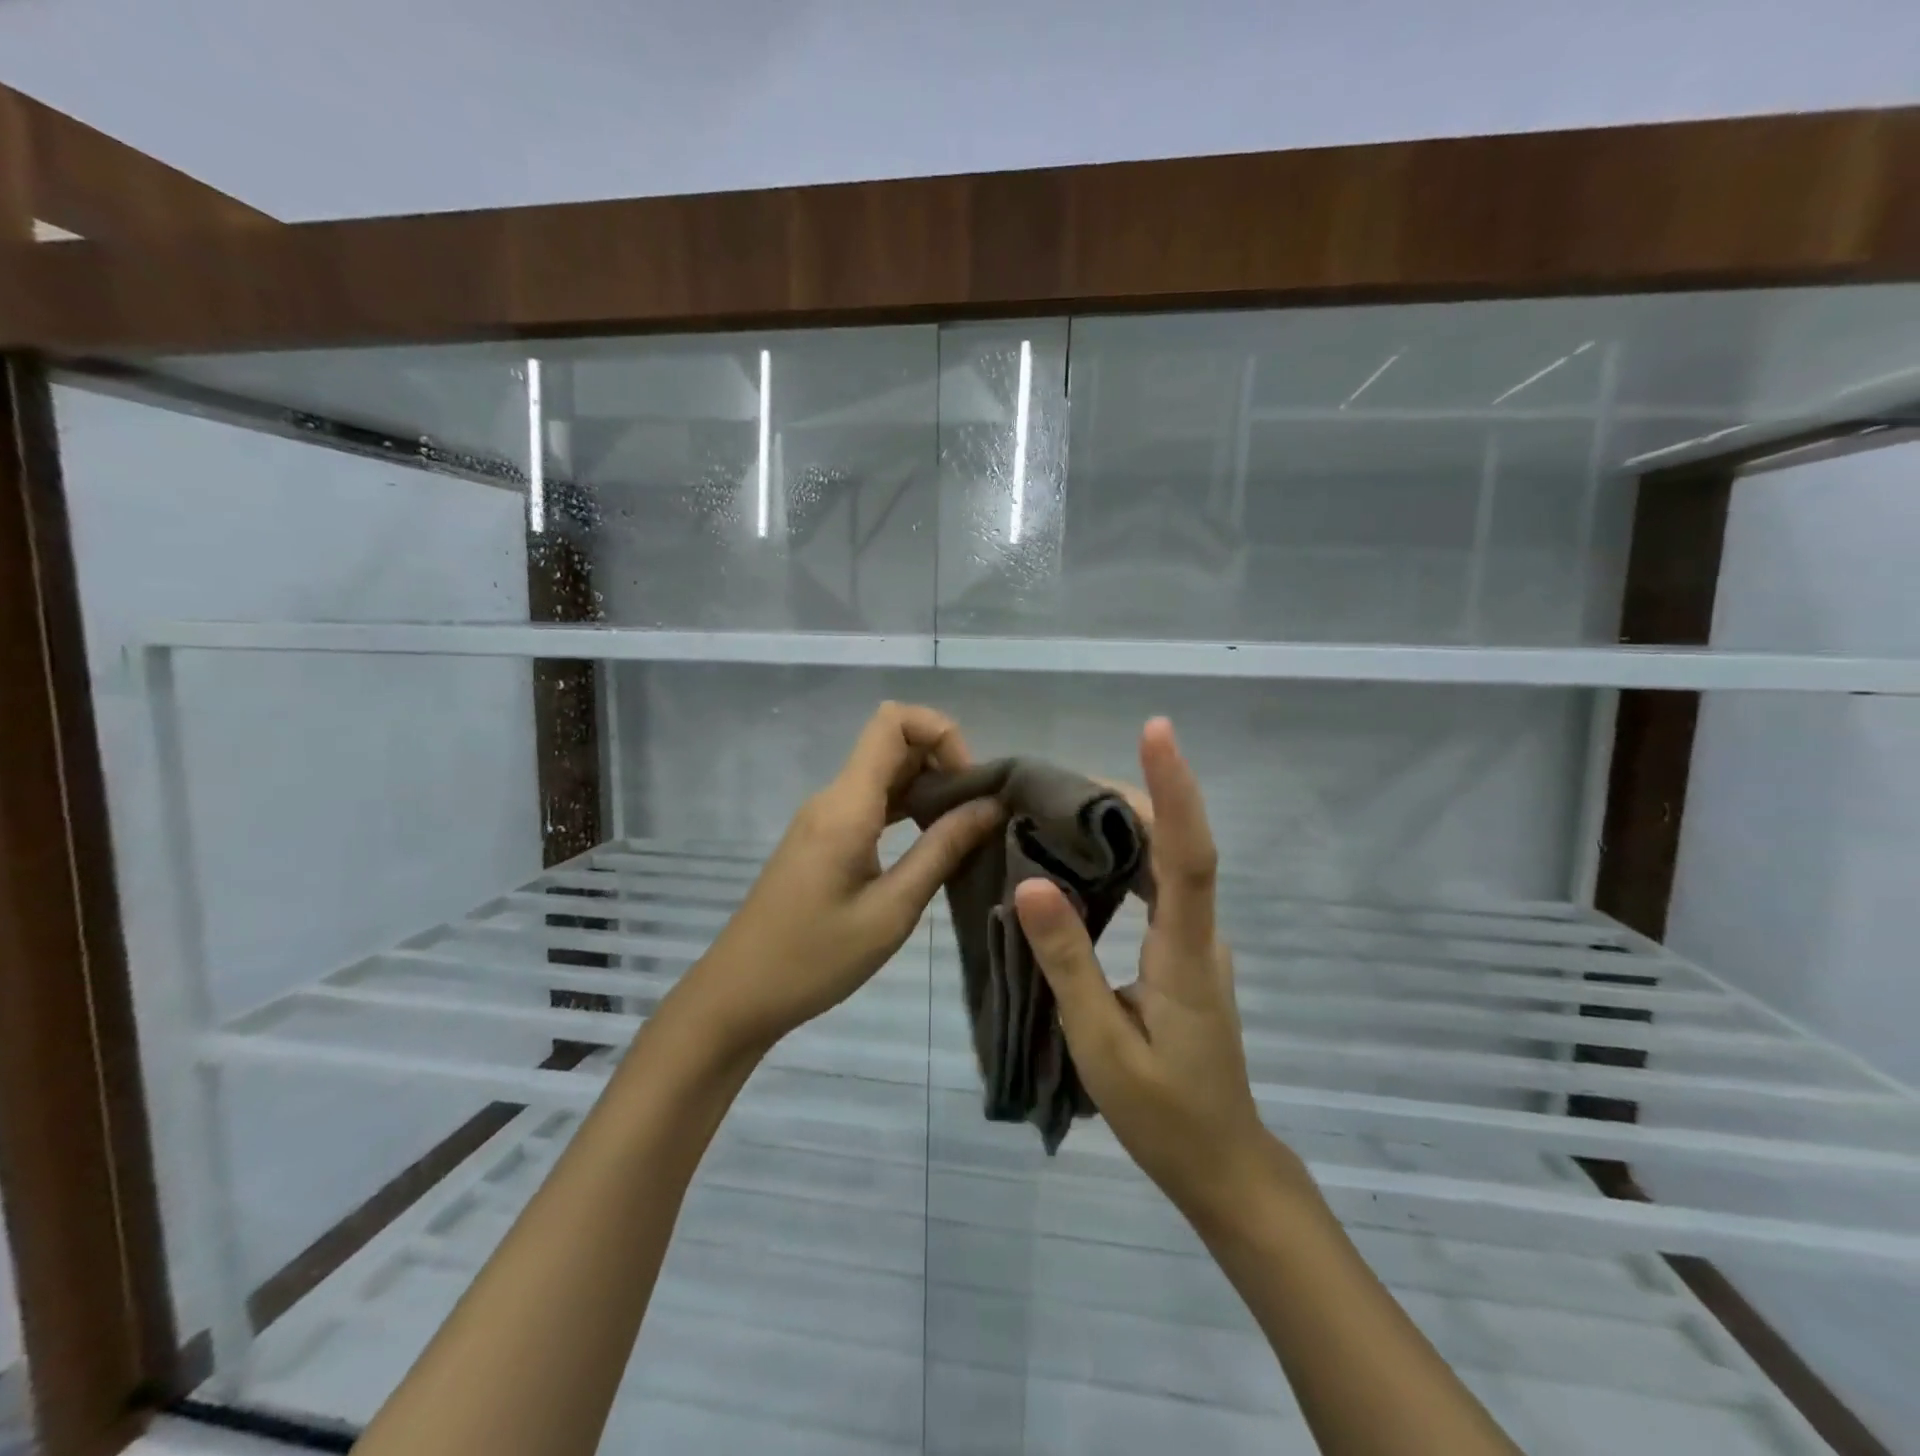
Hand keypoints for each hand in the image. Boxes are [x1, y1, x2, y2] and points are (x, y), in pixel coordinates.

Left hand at [678, 702, 1002, 1058]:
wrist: (739, 995)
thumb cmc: (815, 959)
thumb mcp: (891, 910)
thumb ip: (942, 850)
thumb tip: (991, 805)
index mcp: (847, 804)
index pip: (893, 720)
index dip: (941, 733)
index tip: (970, 785)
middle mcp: (833, 797)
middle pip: (894, 743)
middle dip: (944, 763)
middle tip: (978, 815)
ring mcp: (825, 817)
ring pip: (885, 773)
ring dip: (929, 788)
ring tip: (965, 830)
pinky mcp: (824, 838)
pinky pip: (872, 802)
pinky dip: (908, 809)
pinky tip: (934, 843)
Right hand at [1015, 719, 1286, 1221]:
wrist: (1222, 1163)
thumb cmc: (1162, 1114)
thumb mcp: (1101, 1043)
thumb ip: (1067, 961)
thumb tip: (1031, 884)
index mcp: (1185, 952)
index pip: (1189, 854)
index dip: (1174, 788)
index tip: (1157, 731)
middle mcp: (1200, 932)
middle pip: (1177, 843)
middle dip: (1134, 792)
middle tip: (1061, 774)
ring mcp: (1196, 941)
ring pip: (1168, 861)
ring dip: (1125, 822)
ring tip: (1061, 803)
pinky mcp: (1184, 951)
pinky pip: (1158, 886)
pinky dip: (1124, 857)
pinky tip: (1082, 857)